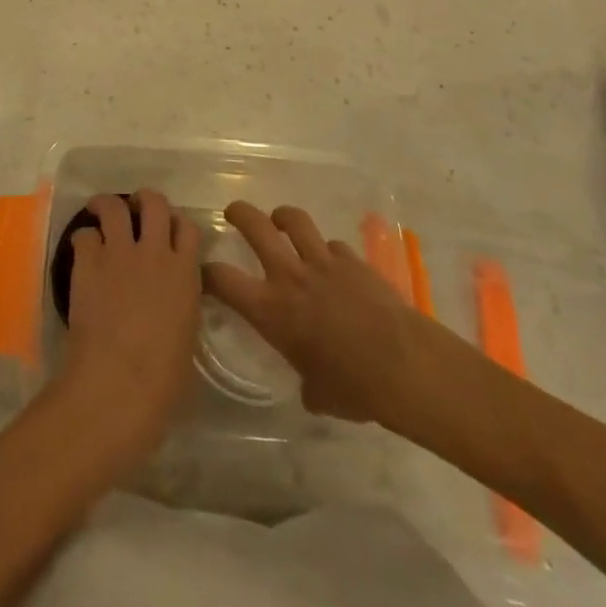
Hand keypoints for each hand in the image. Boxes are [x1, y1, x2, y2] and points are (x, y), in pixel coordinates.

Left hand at [53, 190, 201, 467]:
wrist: (118, 385)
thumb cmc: (163, 381)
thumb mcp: (187, 339)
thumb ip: (182, 309)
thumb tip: (172, 307)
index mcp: (186, 273)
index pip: (188, 227)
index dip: (177, 225)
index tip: (168, 232)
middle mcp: (155, 252)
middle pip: (154, 202)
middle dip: (144, 200)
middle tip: (134, 209)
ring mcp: (120, 253)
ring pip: (115, 206)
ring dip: (107, 205)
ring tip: (100, 211)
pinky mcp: (89, 262)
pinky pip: (84, 235)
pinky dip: (83, 239)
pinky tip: (82, 253)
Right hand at [203, 202, 479, 436]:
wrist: (404, 366)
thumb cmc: (354, 389)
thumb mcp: (318, 393)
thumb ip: (305, 380)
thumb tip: (310, 385)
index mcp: (270, 310)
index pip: (222, 279)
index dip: (206, 272)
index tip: (202, 272)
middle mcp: (289, 276)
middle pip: (255, 225)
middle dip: (239, 213)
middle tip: (233, 213)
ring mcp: (323, 262)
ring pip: (294, 220)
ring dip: (283, 217)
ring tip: (280, 221)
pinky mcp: (353, 260)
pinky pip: (333, 246)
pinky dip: (328, 251)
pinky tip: (334, 264)